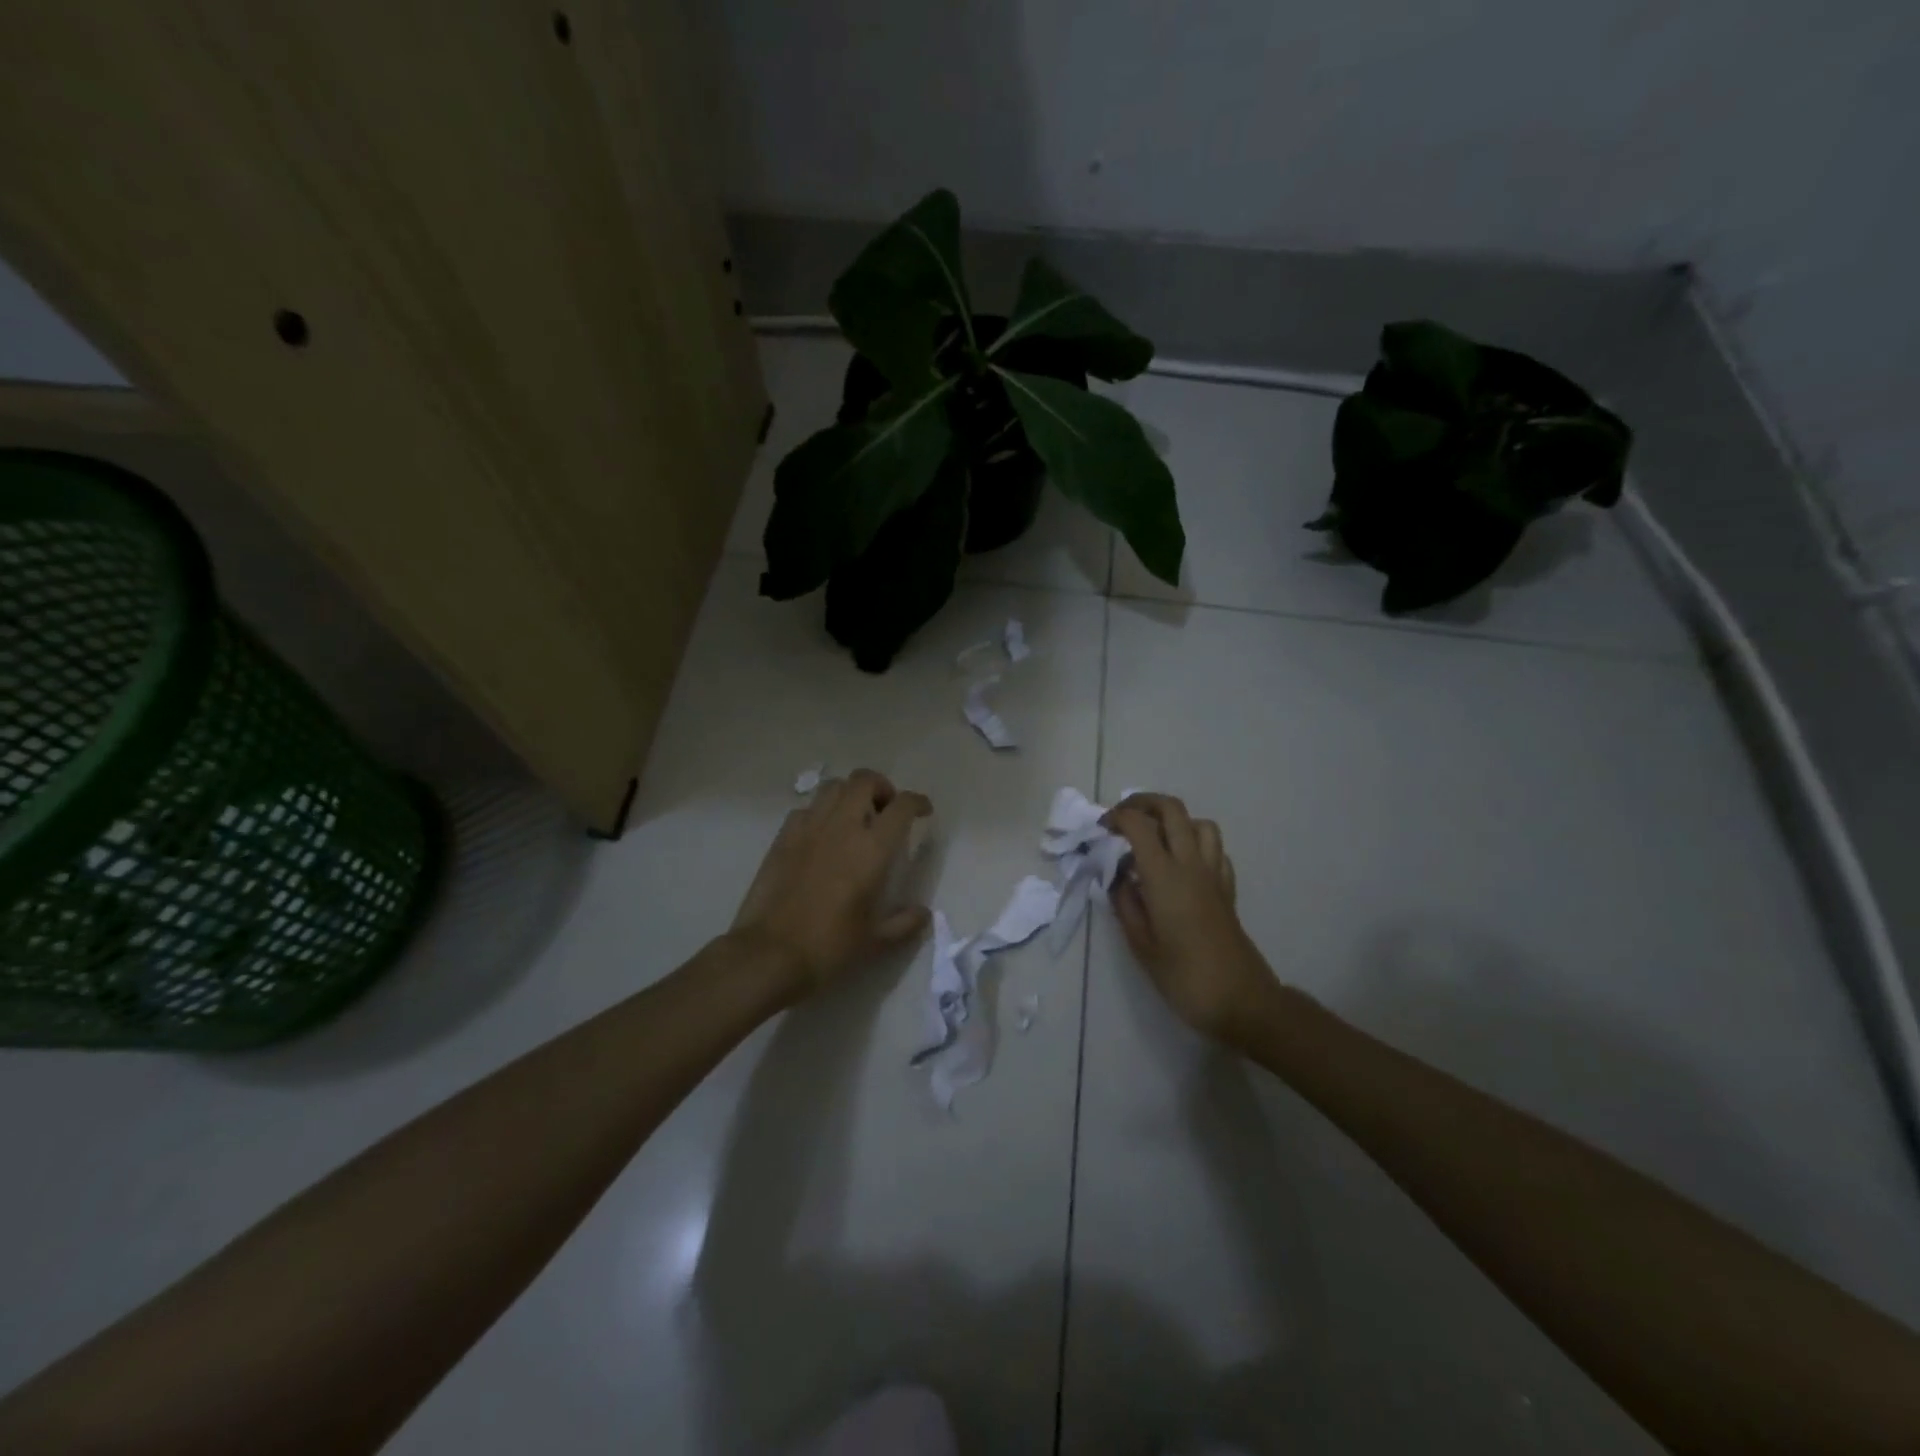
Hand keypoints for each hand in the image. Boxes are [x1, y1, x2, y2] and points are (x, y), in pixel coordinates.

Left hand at [729, 769, 932, 1005]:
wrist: (769, 955)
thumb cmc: (829, 948)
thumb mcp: (876, 942)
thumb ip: (904, 924)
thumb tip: (923, 914)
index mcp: (871, 849)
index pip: (901, 807)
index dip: (917, 802)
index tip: (923, 811)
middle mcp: (842, 827)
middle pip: (864, 781)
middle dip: (882, 787)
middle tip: (886, 810)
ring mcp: (808, 828)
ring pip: (833, 787)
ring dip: (850, 794)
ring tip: (855, 817)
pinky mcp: (782, 838)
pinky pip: (806, 809)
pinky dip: (820, 812)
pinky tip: (822, 835)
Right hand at [1104, 793, 1279, 1044]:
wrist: (1242, 1001)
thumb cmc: (1184, 977)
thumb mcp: (1141, 944)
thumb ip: (1125, 904)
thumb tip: (1117, 878)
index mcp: (1165, 877)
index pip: (1139, 826)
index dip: (1117, 817)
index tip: (1101, 828)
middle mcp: (1192, 866)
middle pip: (1172, 810)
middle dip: (1144, 803)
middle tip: (1123, 818)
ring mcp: (1214, 875)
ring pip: (1200, 824)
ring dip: (1175, 821)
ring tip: (1154, 840)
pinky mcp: (1228, 889)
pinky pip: (1215, 850)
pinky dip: (1196, 844)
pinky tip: (1182, 864)